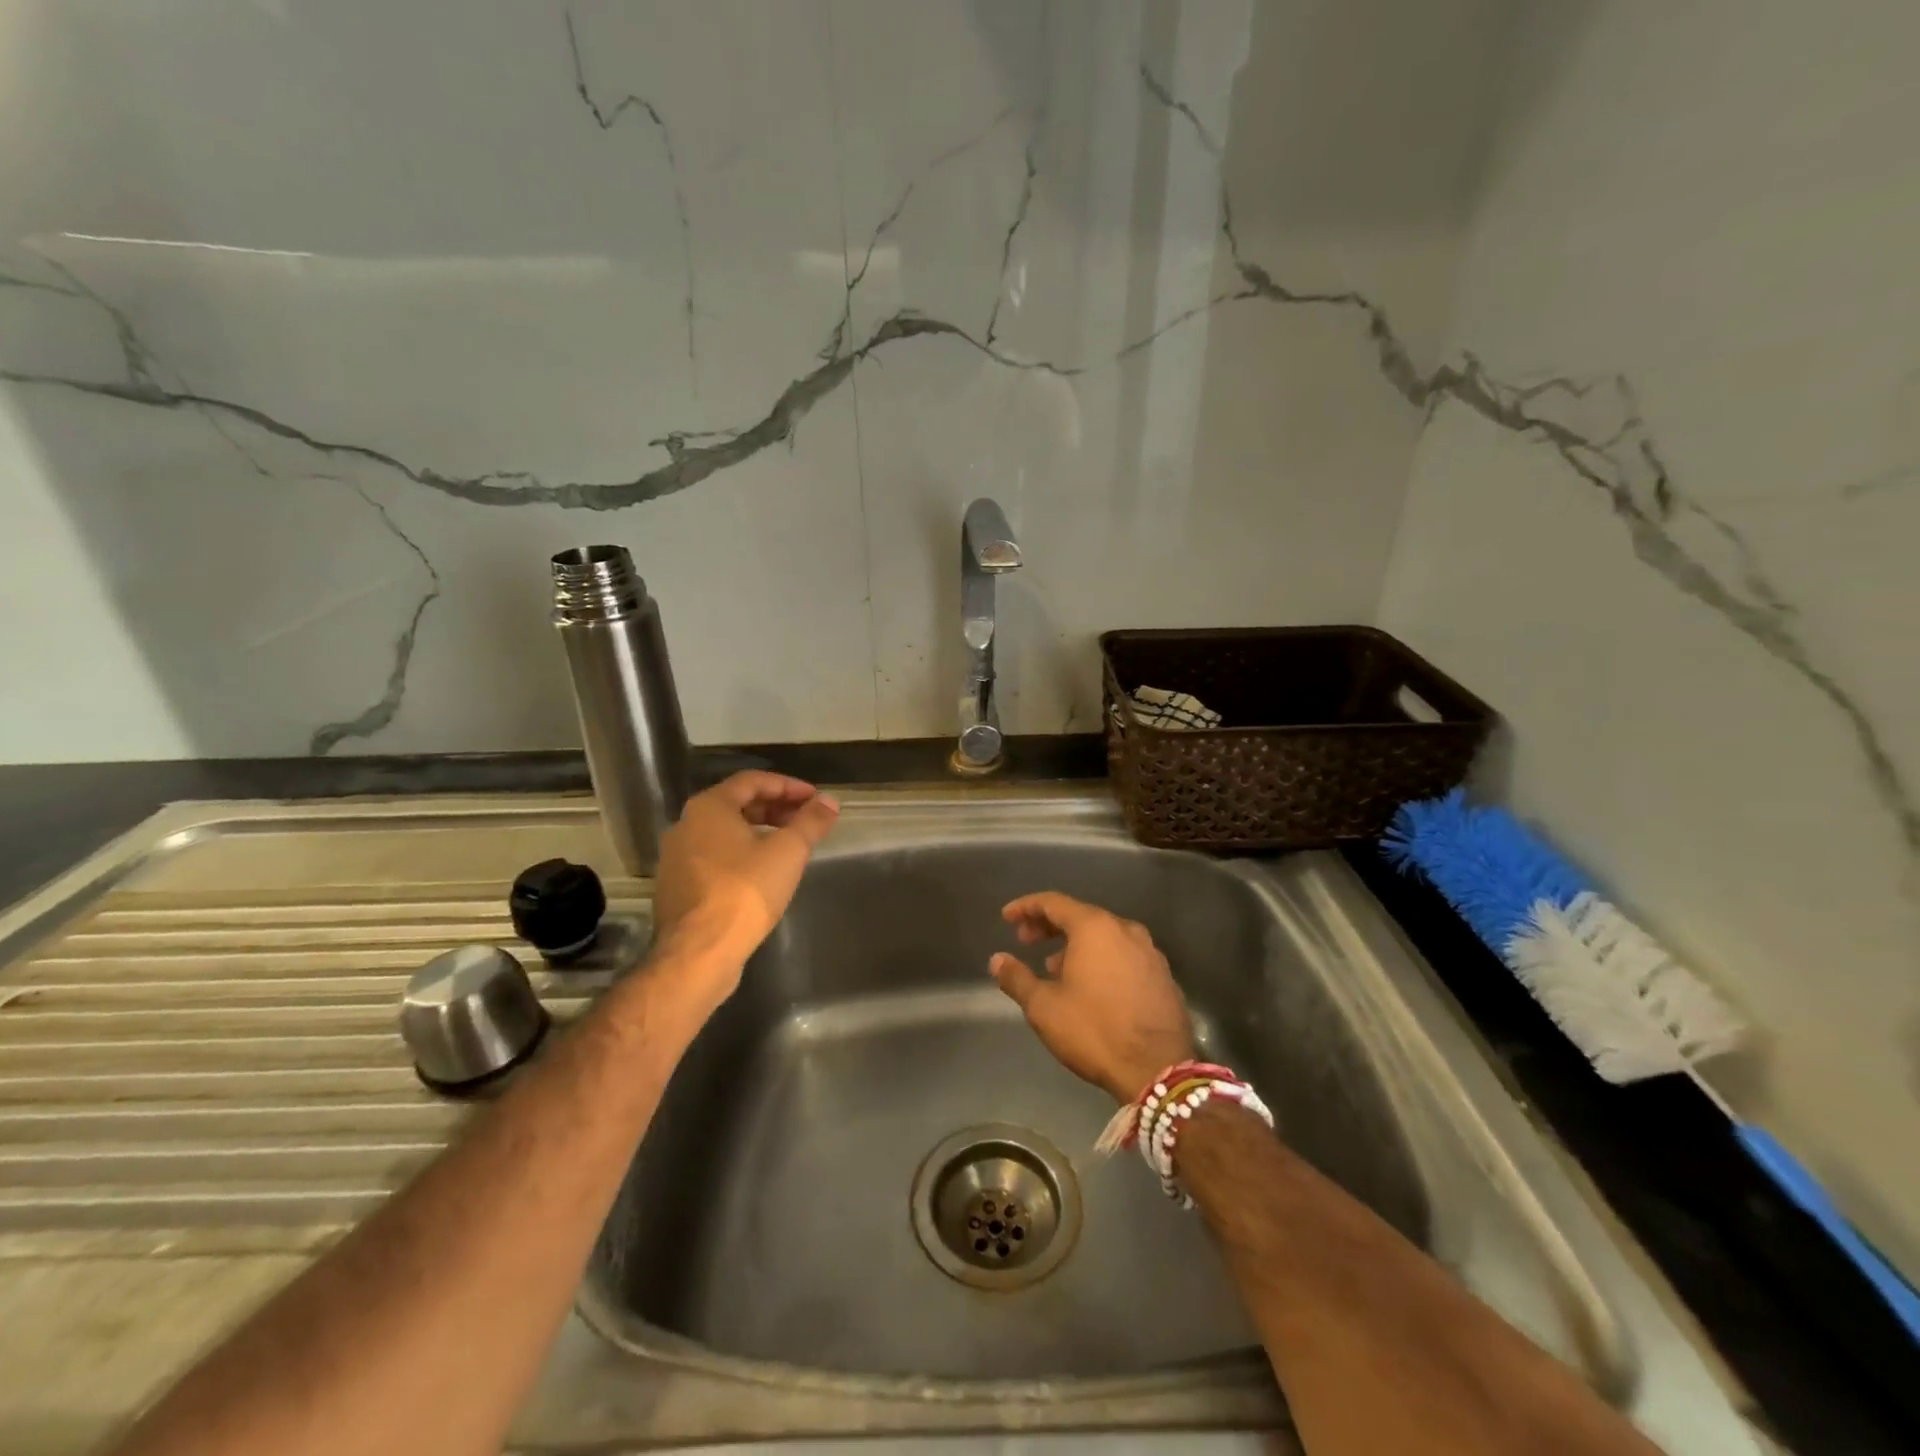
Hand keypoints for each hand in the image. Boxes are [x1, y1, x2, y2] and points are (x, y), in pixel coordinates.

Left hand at [650, 772, 839, 992]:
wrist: (699, 952)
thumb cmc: (745, 891)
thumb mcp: (788, 852)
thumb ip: (811, 822)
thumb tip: (830, 802)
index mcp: (709, 807)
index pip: (752, 781)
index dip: (788, 786)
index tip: (814, 799)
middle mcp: (686, 825)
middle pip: (736, 805)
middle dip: (775, 809)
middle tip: (805, 820)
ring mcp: (676, 858)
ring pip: (724, 833)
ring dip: (759, 832)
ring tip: (788, 846)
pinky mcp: (677, 887)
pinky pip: (714, 857)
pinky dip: (741, 854)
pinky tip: (762, 874)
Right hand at [989, 891, 1195, 1102]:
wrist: (1159, 1069)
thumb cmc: (1094, 1030)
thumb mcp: (1044, 1007)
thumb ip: (1017, 978)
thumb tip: (998, 960)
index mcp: (1095, 927)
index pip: (1053, 902)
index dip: (1026, 907)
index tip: (1007, 917)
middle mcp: (1125, 929)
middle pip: (1081, 916)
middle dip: (1049, 926)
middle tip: (1025, 940)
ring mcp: (1149, 952)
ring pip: (1104, 936)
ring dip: (1075, 945)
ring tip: (1054, 967)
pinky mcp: (1163, 975)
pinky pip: (1123, 954)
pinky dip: (1101, 959)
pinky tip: (1090, 985)